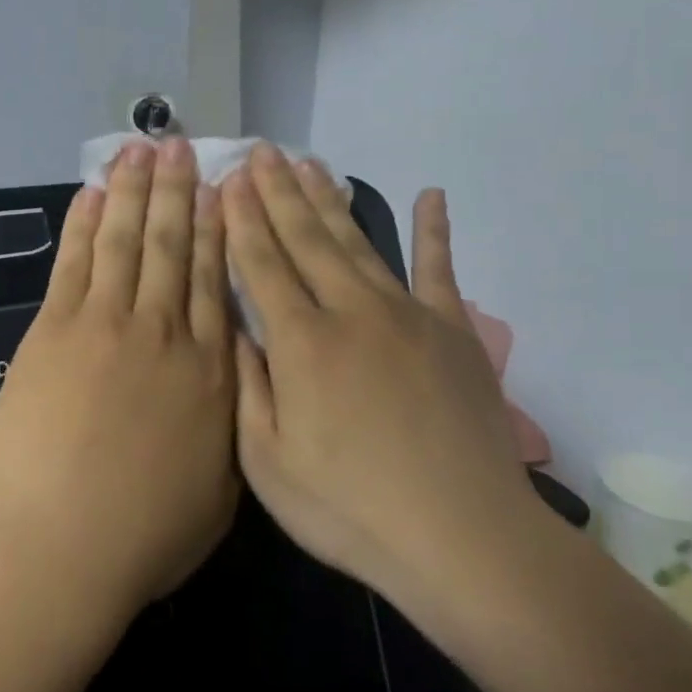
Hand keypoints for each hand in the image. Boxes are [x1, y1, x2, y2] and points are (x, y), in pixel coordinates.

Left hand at [0, 138, 237, 623]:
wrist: (64, 542)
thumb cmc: (147, 531)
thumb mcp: (221, 484)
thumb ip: (230, 416)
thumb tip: (237, 370)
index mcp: (208, 367)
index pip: (215, 278)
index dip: (218, 227)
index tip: (221, 188)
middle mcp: (162, 330)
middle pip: (172, 245)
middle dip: (177, 191)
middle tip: (181, 146)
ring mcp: (103, 324)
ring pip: (124, 241)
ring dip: (132, 191)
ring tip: (140, 149)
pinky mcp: (52, 330)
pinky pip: (73, 264)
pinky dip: (83, 225)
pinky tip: (91, 194)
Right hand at [223, 146, 551, 622]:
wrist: (463, 539)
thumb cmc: (350, 509)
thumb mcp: (267, 463)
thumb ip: (247, 387)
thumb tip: (237, 329)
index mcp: (300, 343)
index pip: (261, 264)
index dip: (241, 220)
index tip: (227, 182)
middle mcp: (350, 312)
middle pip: (306, 239)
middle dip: (278, 193)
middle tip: (260, 152)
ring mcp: (407, 316)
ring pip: (358, 242)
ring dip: (329, 199)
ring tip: (308, 162)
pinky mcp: (453, 332)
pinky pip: (440, 269)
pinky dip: (434, 230)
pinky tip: (430, 194)